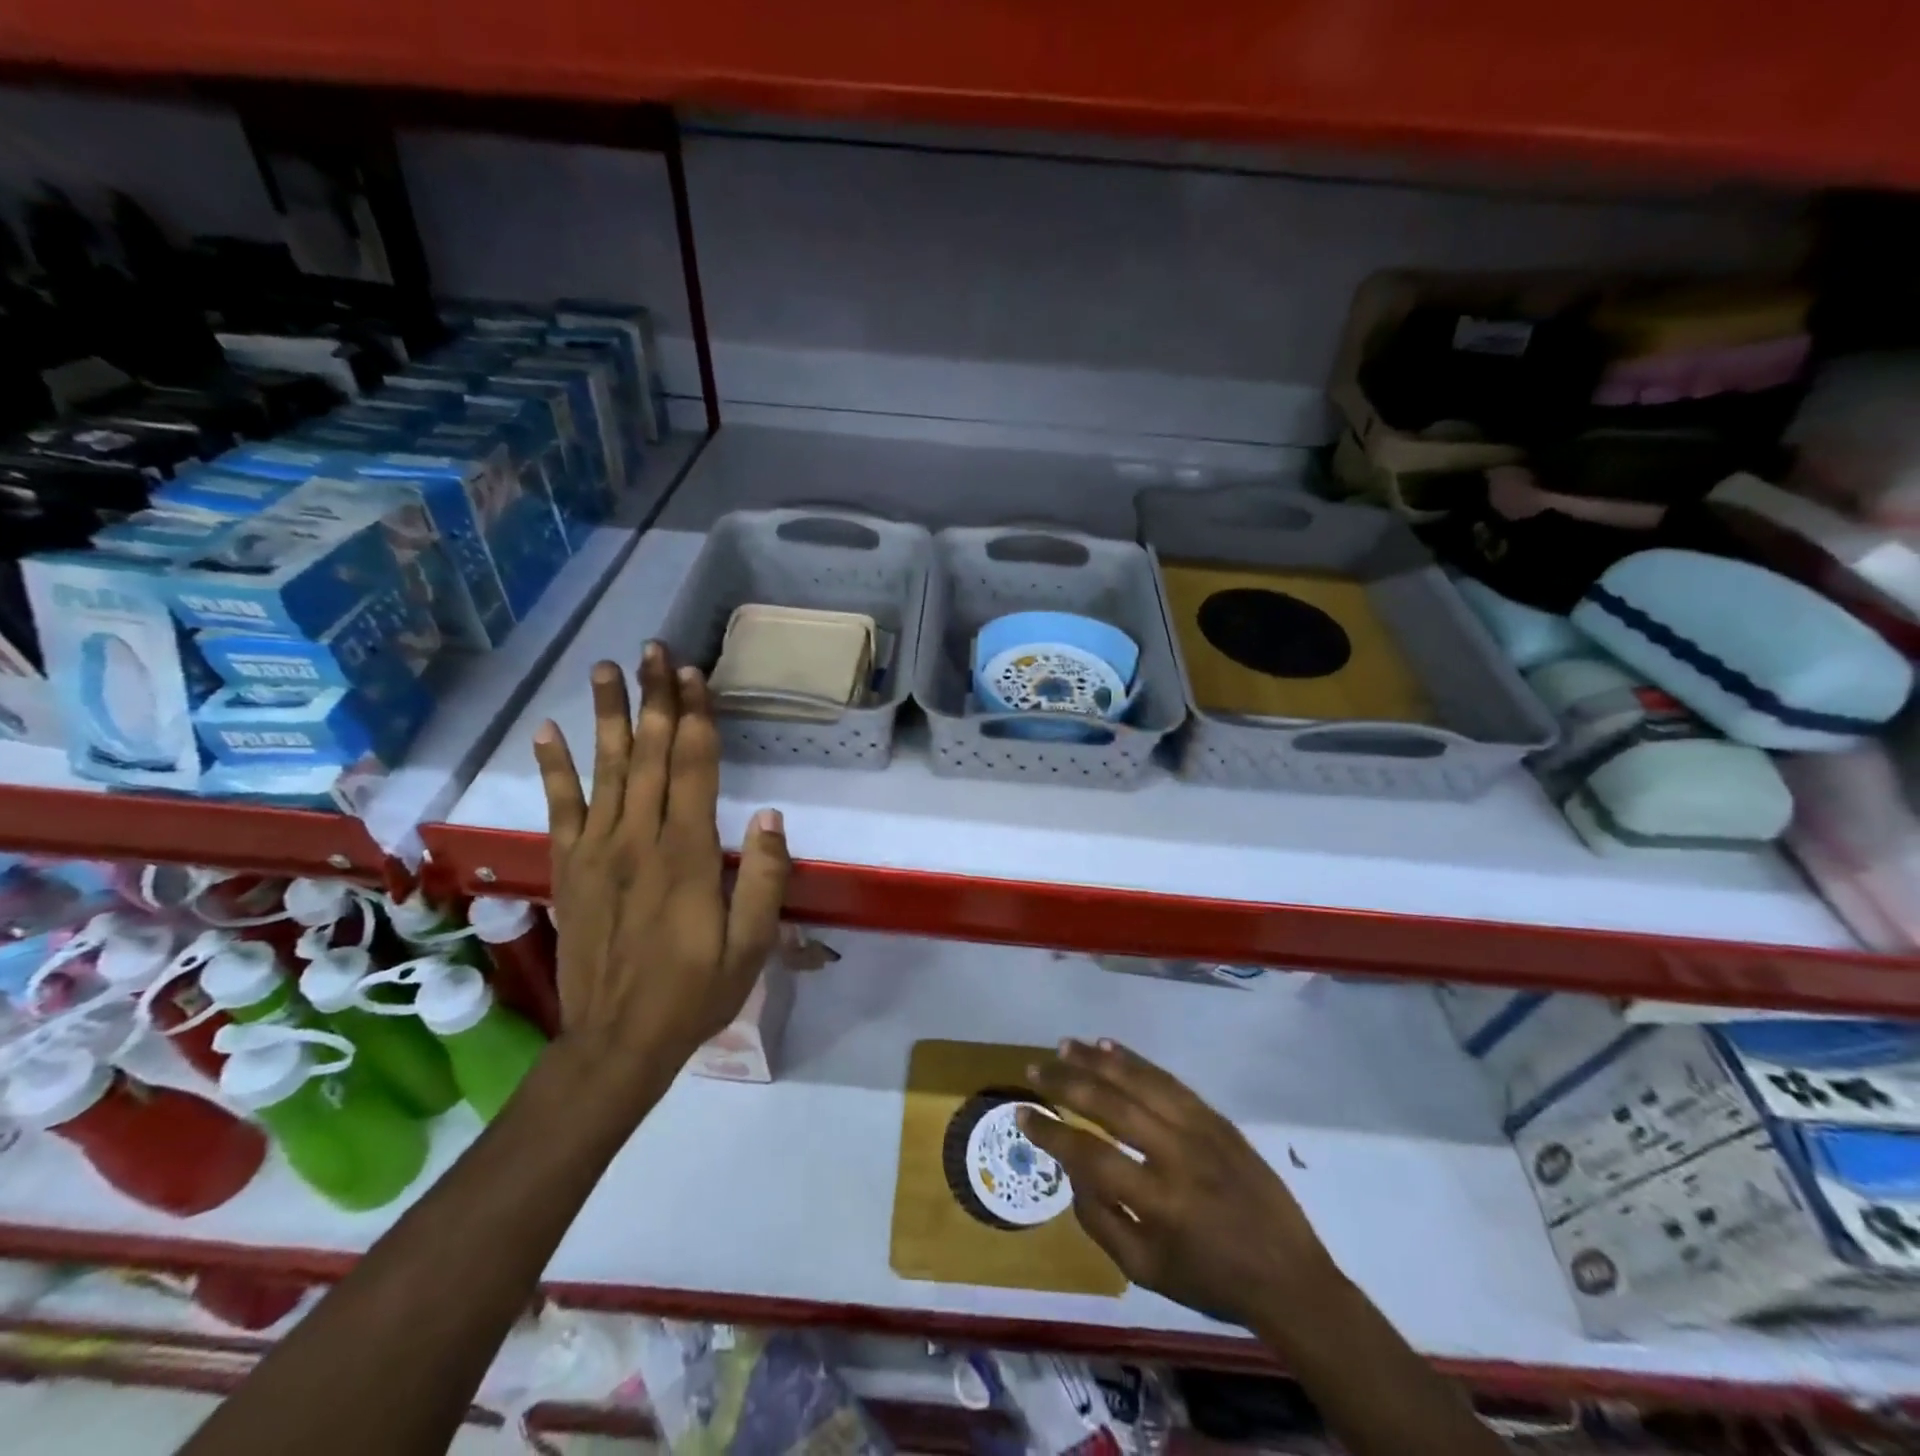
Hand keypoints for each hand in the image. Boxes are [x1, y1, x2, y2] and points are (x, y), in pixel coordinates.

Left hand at [533, 644, 790, 1105]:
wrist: (617, 1042)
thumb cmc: (696, 992)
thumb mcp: (750, 944)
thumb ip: (762, 877)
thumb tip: (769, 815)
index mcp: (685, 855)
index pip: (692, 768)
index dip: (694, 718)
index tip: (694, 675)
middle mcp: (638, 840)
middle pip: (648, 755)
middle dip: (655, 699)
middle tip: (655, 650)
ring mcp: (597, 852)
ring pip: (605, 770)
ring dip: (608, 716)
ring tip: (607, 669)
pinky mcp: (570, 869)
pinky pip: (560, 810)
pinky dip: (555, 769)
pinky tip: (550, 732)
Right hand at [1020, 1039, 1340, 1330]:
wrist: (1290, 1277)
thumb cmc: (1212, 1281)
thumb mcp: (1148, 1272)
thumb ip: (1100, 1222)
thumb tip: (1072, 1173)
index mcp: (1158, 1202)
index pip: (1089, 1156)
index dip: (1050, 1133)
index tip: (1021, 1113)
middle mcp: (1175, 1155)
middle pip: (1110, 1106)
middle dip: (1066, 1083)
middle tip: (1034, 1068)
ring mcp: (1199, 1129)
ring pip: (1139, 1082)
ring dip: (1098, 1061)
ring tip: (1066, 1045)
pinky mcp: (1215, 1117)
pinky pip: (1168, 1080)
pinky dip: (1136, 1062)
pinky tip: (1111, 1047)